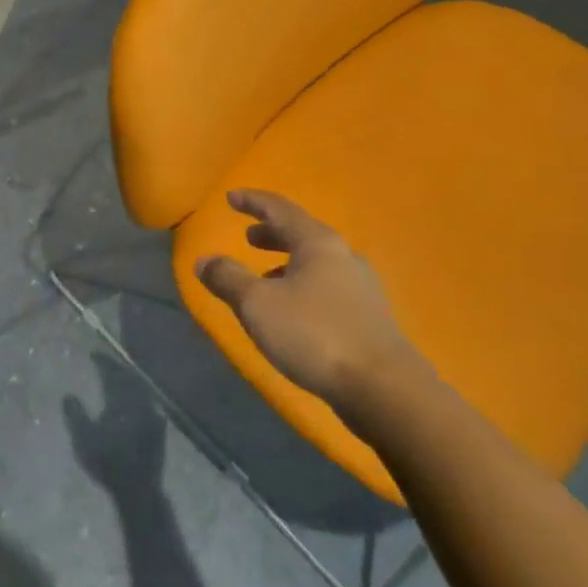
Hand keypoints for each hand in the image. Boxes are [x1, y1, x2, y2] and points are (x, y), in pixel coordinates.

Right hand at [194, 190, 420, 407]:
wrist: (384, 389)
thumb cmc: (315, 334)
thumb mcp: (258, 304)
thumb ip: (228, 278)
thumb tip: (204, 260)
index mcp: (318, 243)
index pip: (280, 209)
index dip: (253, 202)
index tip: (231, 197)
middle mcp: (343, 257)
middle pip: (302, 235)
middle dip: (272, 234)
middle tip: (249, 237)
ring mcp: (361, 288)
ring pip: (317, 264)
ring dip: (287, 264)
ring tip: (265, 279)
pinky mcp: (369, 318)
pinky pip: (328, 289)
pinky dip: (303, 288)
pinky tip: (293, 314)